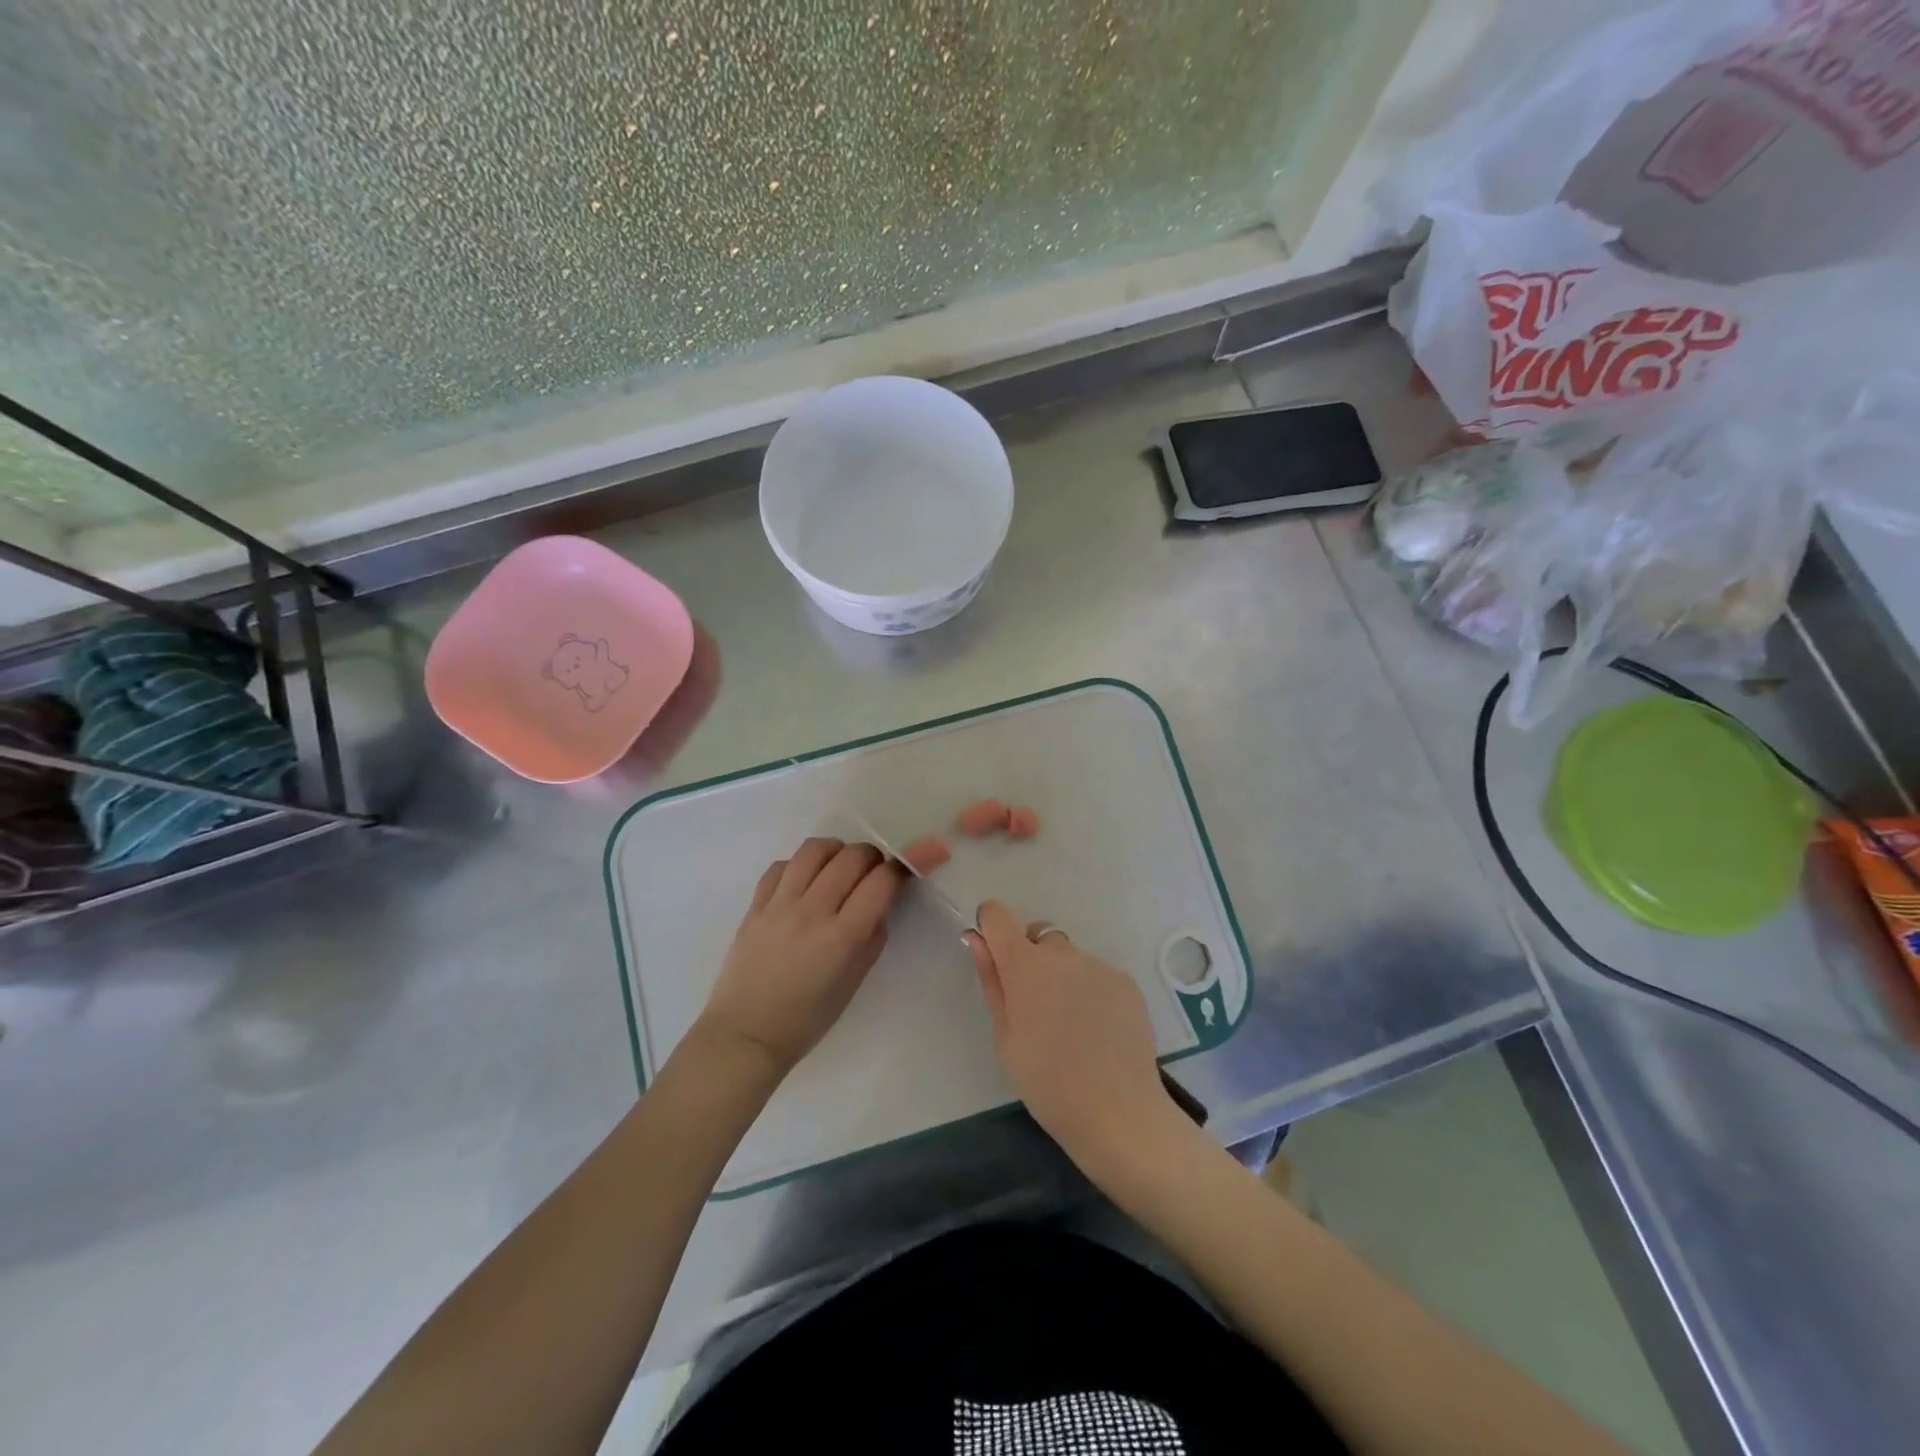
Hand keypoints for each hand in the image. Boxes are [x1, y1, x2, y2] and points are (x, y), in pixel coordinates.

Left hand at [695, 837, 903, 1082]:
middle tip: (871, 872)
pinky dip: (800, 865)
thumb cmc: (807, 1019)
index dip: (897, 872)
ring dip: (836, 851)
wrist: (746, 1034)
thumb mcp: (854, 982)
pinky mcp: (755, 905)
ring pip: (814, 850)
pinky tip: (805, 881)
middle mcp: (812, 912)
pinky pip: (782, 865)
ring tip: (838, 866)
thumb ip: (872, 938)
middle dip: (870, 857)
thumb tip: (880, 903)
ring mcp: (779, 905)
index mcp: (842, 938)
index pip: (880, 882)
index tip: (899, 877)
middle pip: (851, 857)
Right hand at [966, 900, 1176, 1171]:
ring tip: (1071, 1027)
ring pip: (1070, 958)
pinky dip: (1091, 991)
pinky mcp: (1125, 982)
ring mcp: (1097, 965)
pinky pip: (1097, 975)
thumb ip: (992, 981)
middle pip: (1037, 935)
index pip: (997, 915)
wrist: (1118, 1112)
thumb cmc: (1046, 1082)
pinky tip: (1097, 1032)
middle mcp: (1061, 953)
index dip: (990, 927)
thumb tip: (976, 939)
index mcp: (1024, 965)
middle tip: (1035, 1007)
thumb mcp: (1005, 1037)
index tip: (993, 956)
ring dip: (1063, 977)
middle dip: (1030, 958)